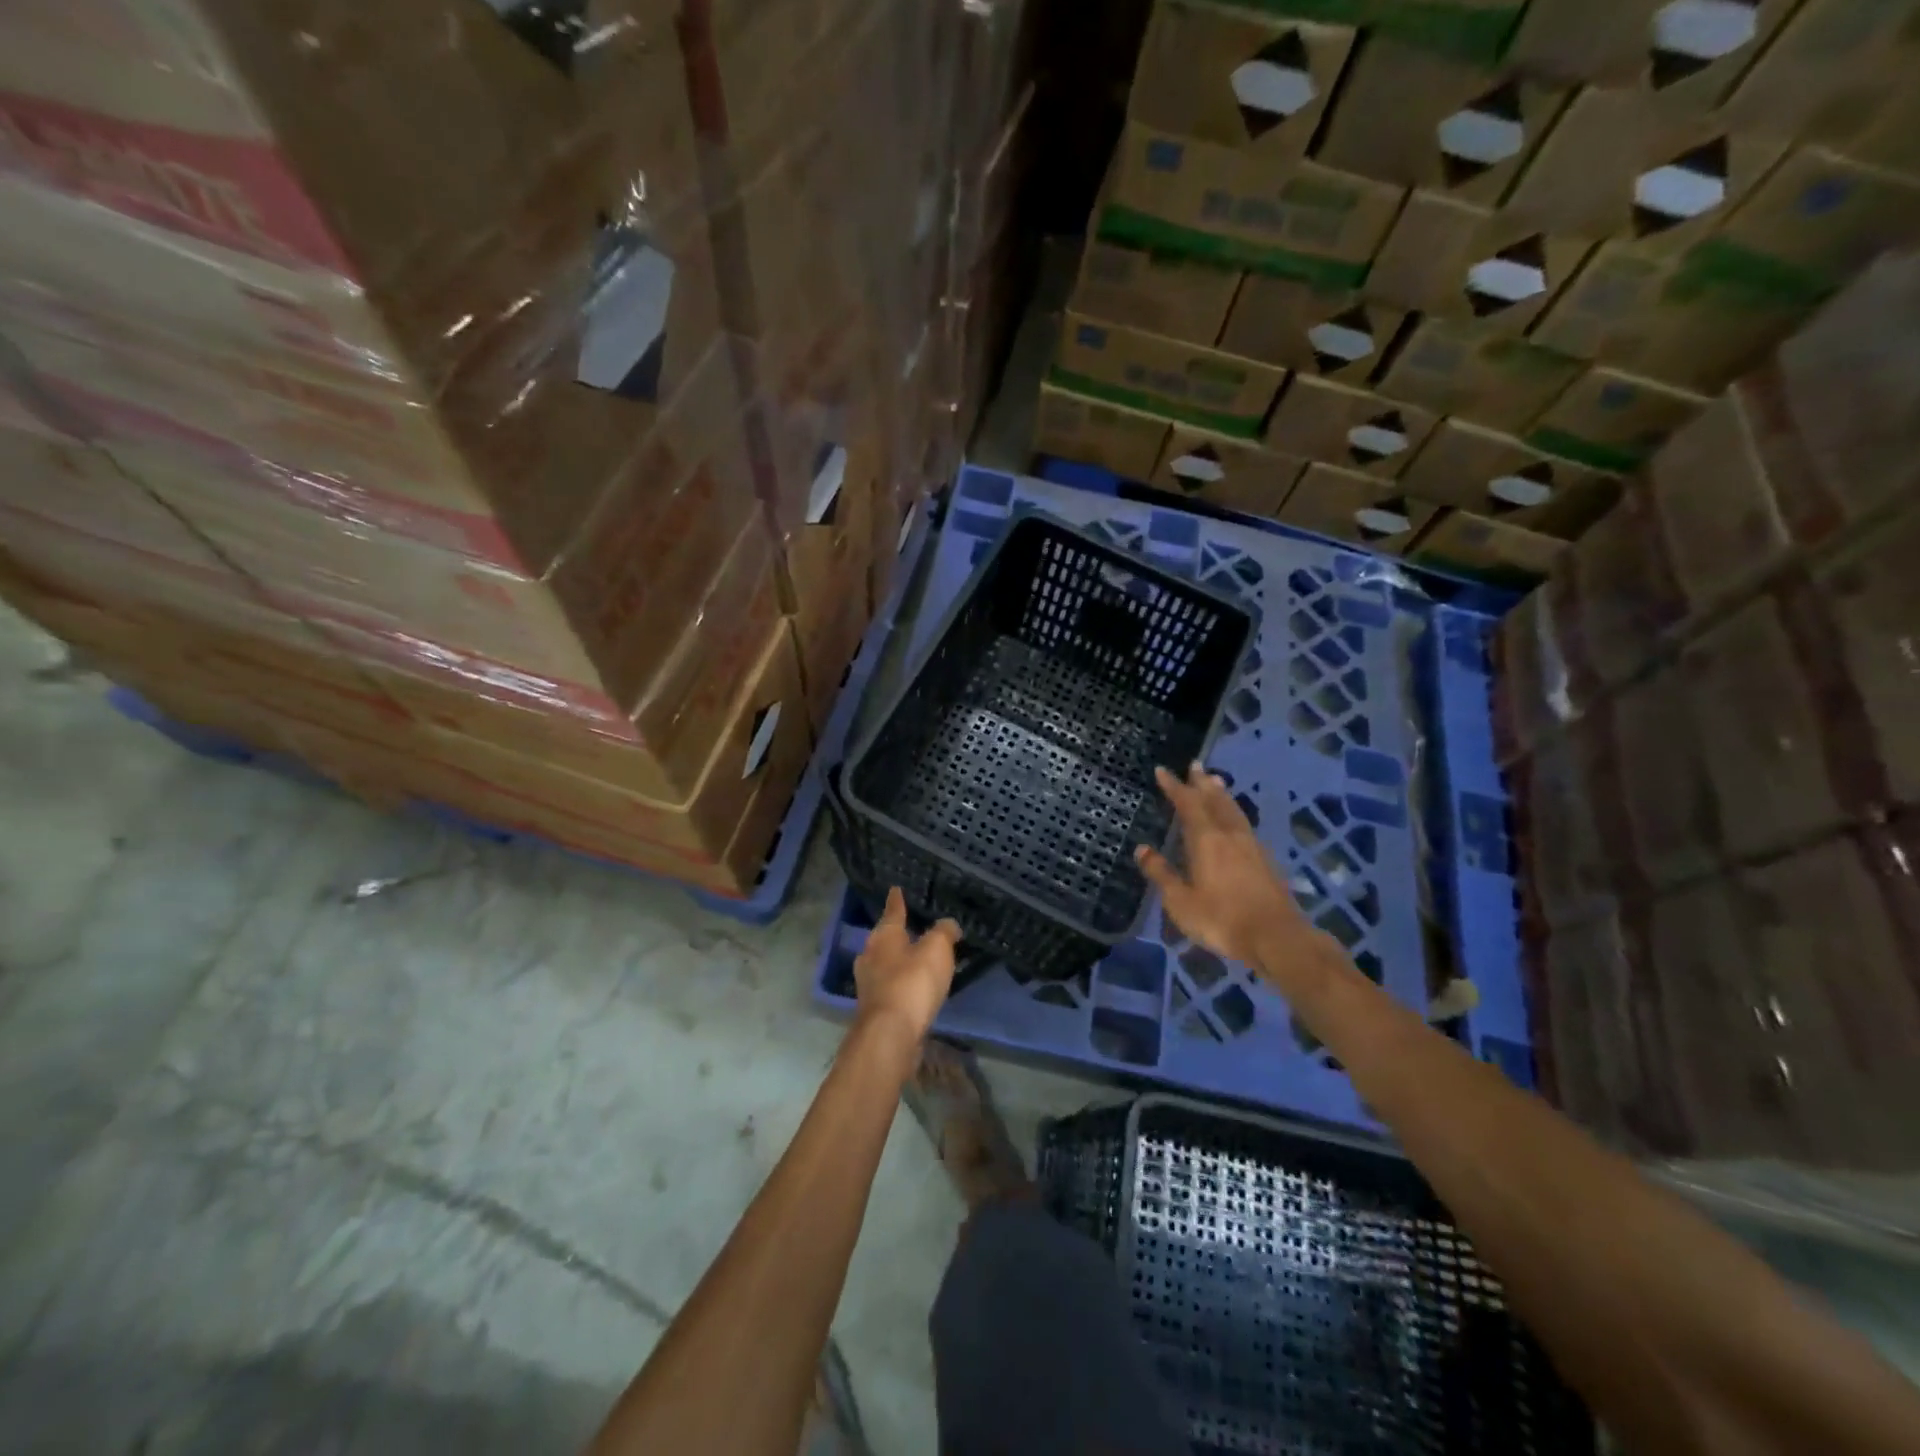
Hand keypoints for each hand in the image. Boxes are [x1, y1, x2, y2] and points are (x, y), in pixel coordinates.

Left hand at [853, 888, 960, 1044]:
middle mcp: (870, 955)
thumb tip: (948, 925)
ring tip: (917, 959)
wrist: (890, 1034)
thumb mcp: (937, 949)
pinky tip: (913, 988)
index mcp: (884, 936)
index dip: (897, 900)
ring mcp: (869, 984)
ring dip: (899, 961)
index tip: (895, 889)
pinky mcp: (874, 1008)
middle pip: (884, 938)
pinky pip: (890, 987)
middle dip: (896, 933)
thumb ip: (944, 932)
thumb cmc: (912, 983)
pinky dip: (901, 984)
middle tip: (911, 927)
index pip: (893, 911)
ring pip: (885, 964)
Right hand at [1136, 763, 1323, 972]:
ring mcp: (1251, 846)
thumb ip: (1161, 873)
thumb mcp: (1180, 901)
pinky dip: (1234, 813)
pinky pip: (1244, 824)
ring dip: (1222, 794)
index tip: (1162, 770)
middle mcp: (1229, 835)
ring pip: (1233, 810)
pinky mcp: (1266, 860)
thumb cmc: (1221, 919)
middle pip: (1215, 800)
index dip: (1174, 786)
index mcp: (1206, 840)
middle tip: (1195, 765)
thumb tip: (1142, 849)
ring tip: (1216, 781)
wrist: (1277, 937)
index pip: (1187, 804)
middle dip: (1202, 782)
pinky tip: (1235, 821)